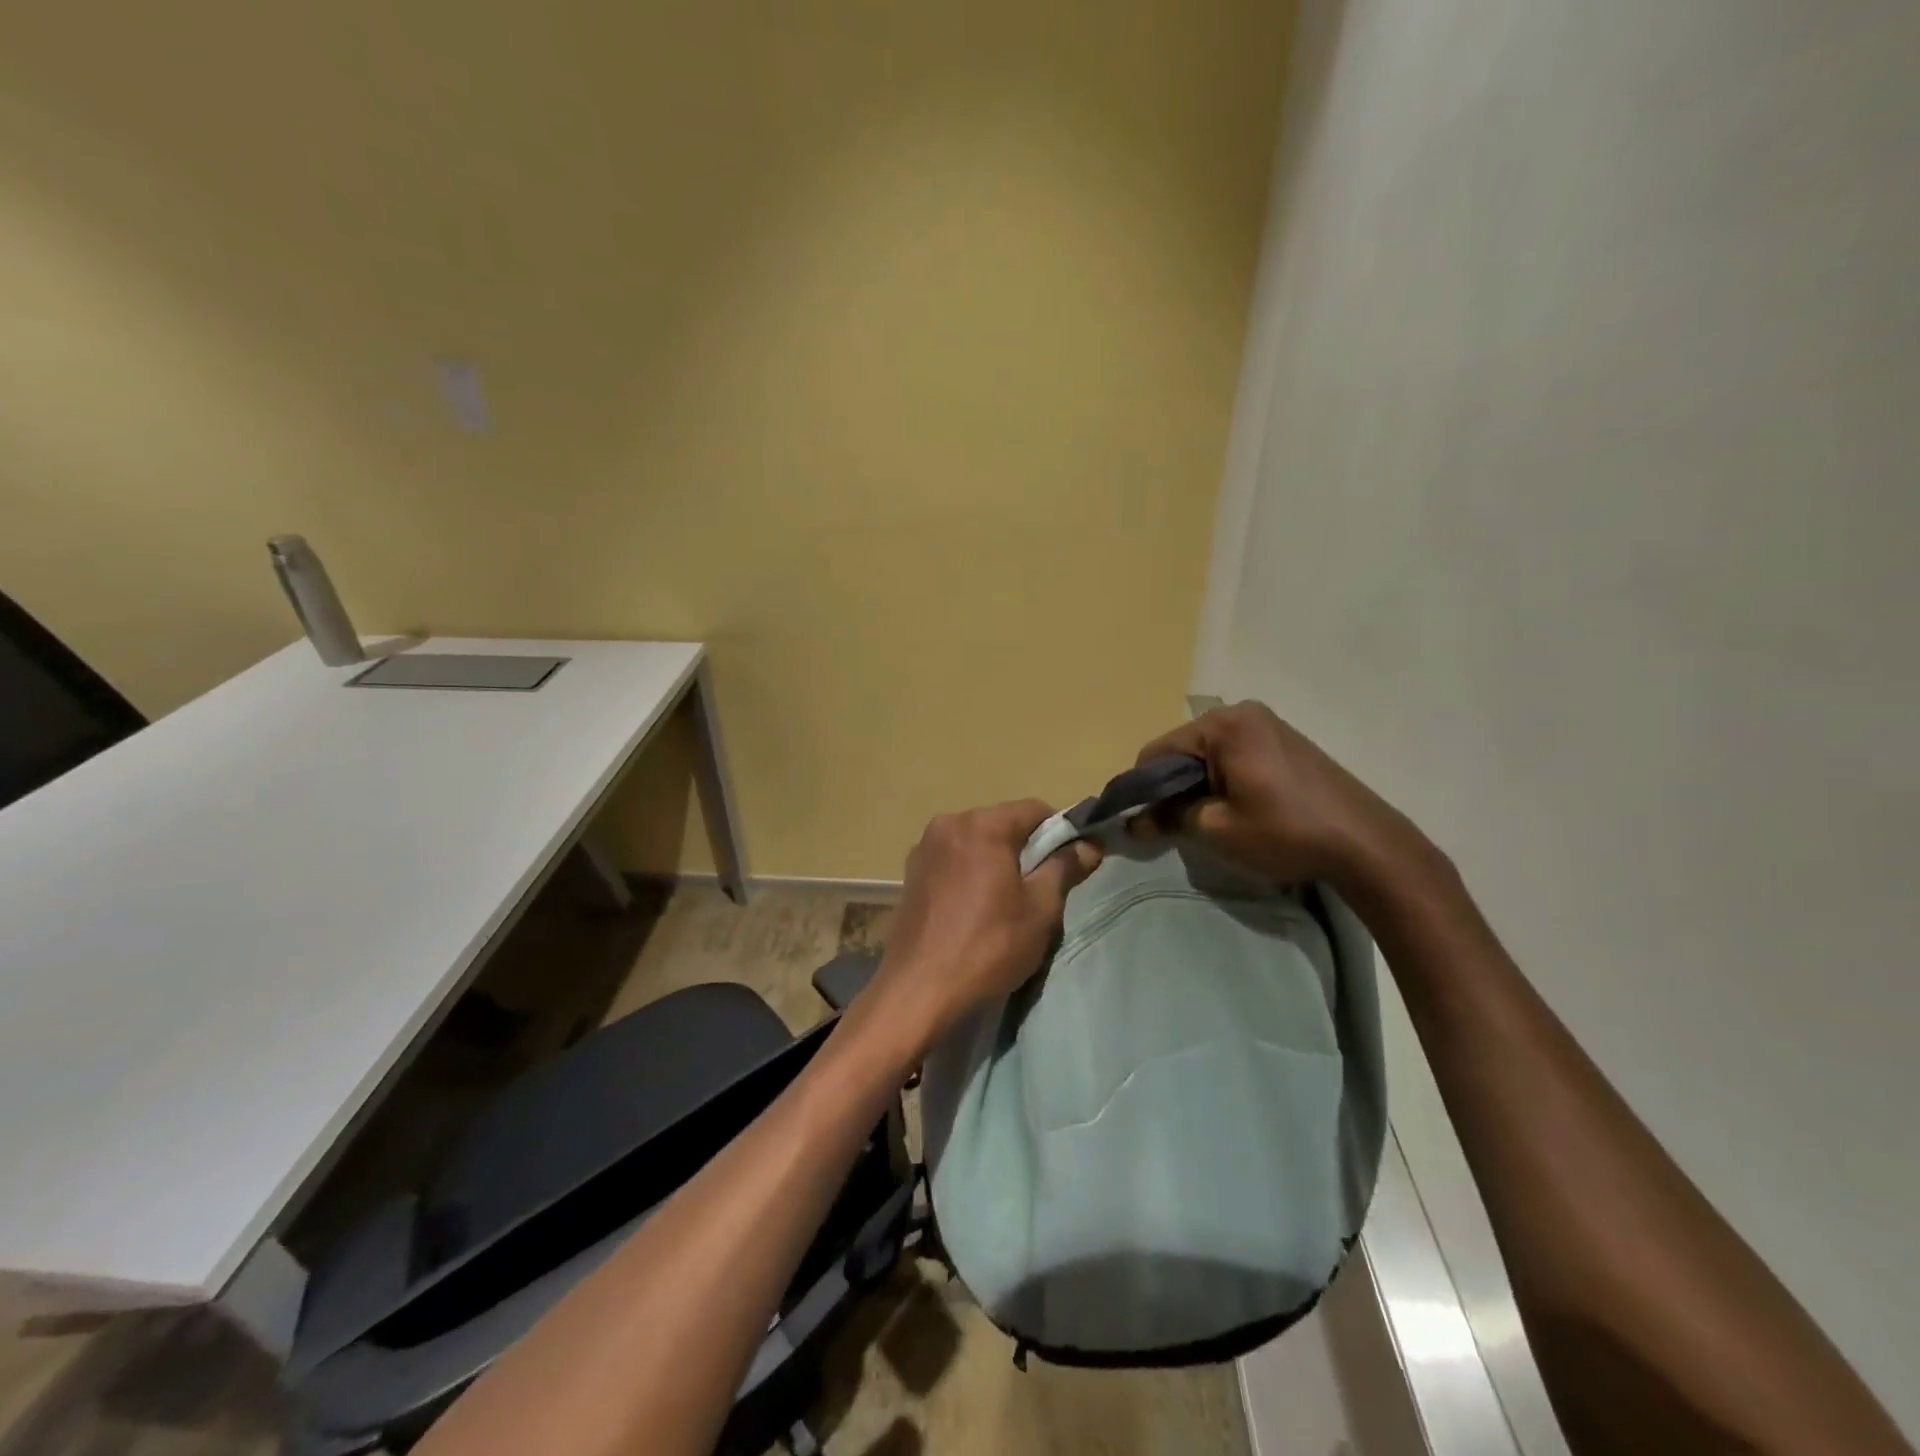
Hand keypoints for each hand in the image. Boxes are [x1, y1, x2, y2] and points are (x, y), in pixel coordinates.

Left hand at [855, 801, 1101, 1061]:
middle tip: (1044, 885)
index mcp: (982, 825)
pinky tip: (976, 907)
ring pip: (976, 842)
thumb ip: (1064, 868)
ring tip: (1008, 900)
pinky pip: (953, 860)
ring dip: (997, 860)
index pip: (1034, 810)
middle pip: (1002, 823)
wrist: (919, 989)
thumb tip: (1088, 845)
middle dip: (1026, 846)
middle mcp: (949, 823)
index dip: (1060, 831)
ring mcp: (924, 847)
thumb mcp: (1040, 909)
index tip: (1073, 860)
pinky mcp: (911, 873)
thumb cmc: (988, 946)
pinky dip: (971, 871)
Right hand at [1134, 702, 1427, 889]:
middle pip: (1184, 749)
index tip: (1143, 822)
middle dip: (1174, 787)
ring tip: (1211, 820)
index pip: (1157, 751)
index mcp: (1222, 725)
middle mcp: (1242, 713)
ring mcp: (1268, 724)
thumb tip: (1133, 821)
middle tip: (1177, 826)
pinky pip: (1235, 755)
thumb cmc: (1284, 832)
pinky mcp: (1286, 741)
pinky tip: (1238, 809)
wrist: (1366, 844)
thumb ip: (1168, 817)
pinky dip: (1224, 780)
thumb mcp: (1216, 829)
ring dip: (1199, 786)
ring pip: (1209, 754)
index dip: (1143, 789)